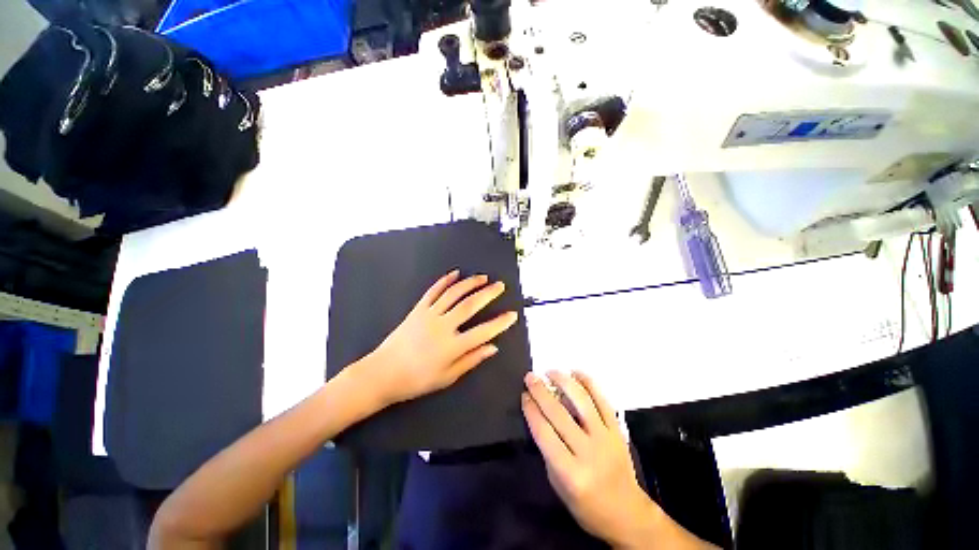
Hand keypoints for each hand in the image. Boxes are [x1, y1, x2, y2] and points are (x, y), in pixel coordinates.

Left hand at [367, 270, 518, 406]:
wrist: (382, 373)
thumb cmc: (416, 380)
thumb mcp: (447, 377)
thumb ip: (471, 360)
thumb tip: (493, 347)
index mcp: (452, 346)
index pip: (484, 331)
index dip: (500, 323)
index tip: (512, 315)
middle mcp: (443, 326)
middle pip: (470, 305)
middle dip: (488, 294)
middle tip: (500, 285)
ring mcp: (429, 315)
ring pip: (453, 294)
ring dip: (470, 283)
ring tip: (483, 277)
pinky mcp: (417, 309)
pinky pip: (433, 291)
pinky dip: (444, 281)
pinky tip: (455, 274)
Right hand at [522, 371, 658, 547]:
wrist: (627, 513)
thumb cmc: (586, 505)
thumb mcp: (558, 485)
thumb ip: (548, 450)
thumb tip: (539, 415)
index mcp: (570, 472)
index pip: (544, 433)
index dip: (531, 410)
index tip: (523, 395)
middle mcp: (588, 452)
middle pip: (559, 414)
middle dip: (541, 392)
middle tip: (530, 377)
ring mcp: (606, 438)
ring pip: (582, 401)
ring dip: (564, 381)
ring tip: (551, 372)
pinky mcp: (618, 430)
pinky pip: (603, 400)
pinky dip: (589, 383)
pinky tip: (576, 373)